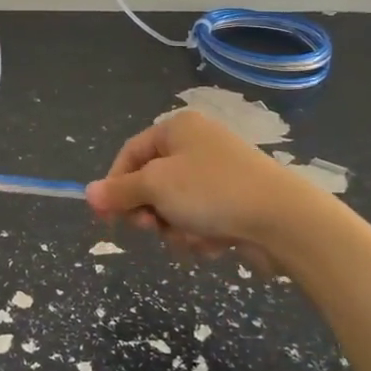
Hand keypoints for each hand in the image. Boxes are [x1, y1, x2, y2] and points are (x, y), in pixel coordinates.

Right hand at [85, 109, 319, 260]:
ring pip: (174, 207)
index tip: (106, 218)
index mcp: (177, 129)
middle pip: (151, 183)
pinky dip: (200, 234)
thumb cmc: (211, 191)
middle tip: (152, 228)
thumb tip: (88, 192)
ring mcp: (217, 174)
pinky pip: (199, 220)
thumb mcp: (156, 187)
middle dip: (150, 211)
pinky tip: (214, 242)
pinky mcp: (234, 202)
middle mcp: (196, 145)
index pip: (130, 154)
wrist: (282, 219)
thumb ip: (120, 191)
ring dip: (175, 228)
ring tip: (193, 236)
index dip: (114, 185)